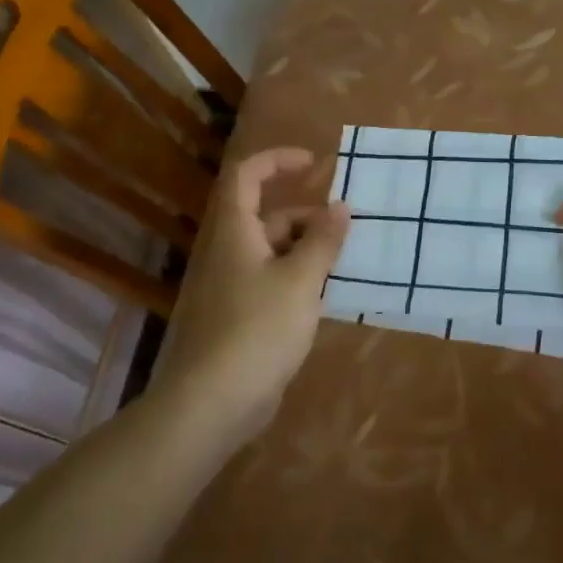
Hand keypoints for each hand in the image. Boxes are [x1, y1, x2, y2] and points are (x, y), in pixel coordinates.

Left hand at [151, 146, 349, 447]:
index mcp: (236, 232)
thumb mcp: (301, 280)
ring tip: (347, 263)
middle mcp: (230, 252)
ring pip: (274, 252)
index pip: (247, 175)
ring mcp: (233, 286)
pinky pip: (273, 282)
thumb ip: (323, 241)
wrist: (214, 402)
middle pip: (268, 217)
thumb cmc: (259, 329)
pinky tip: (327, 296)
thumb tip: (341, 206)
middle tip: (348, 230)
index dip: (278, 160)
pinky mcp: (240, 316)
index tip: (315, 164)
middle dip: (309, 217)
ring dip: (308, 251)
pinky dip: (299, 279)